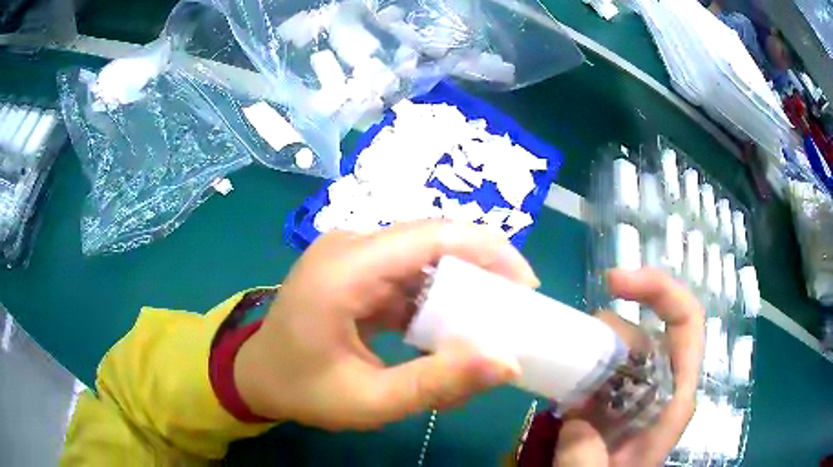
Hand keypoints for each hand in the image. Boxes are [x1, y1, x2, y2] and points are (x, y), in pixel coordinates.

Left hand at [234, 220, 537, 429]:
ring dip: (459, 285)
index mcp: (344, 270)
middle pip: (432, 240)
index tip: (526, 287)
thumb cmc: (302, 390)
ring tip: (487, 321)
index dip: (489, 251)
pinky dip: (433, 296)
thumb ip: (437, 384)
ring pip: (422, 256)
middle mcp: (347, 246)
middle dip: (482, 269)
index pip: (432, 236)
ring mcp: (348, 253)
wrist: (255, 376)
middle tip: (514, 309)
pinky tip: (446, 327)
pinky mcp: (353, 267)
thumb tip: (506, 363)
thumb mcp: (369, 401)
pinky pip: (405, 272)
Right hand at [555, 269, 704, 466]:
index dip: (658, 290)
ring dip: (588, 348)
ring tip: (560, 374)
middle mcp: (660, 383)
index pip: (686, 322)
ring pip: (618, 345)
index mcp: (674, 395)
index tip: (612, 282)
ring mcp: (635, 388)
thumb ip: (587, 458)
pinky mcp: (612, 396)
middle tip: (570, 357)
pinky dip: (578, 362)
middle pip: (644, 330)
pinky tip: (559, 380)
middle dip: (607, 331)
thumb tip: (575, 423)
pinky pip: (598, 364)